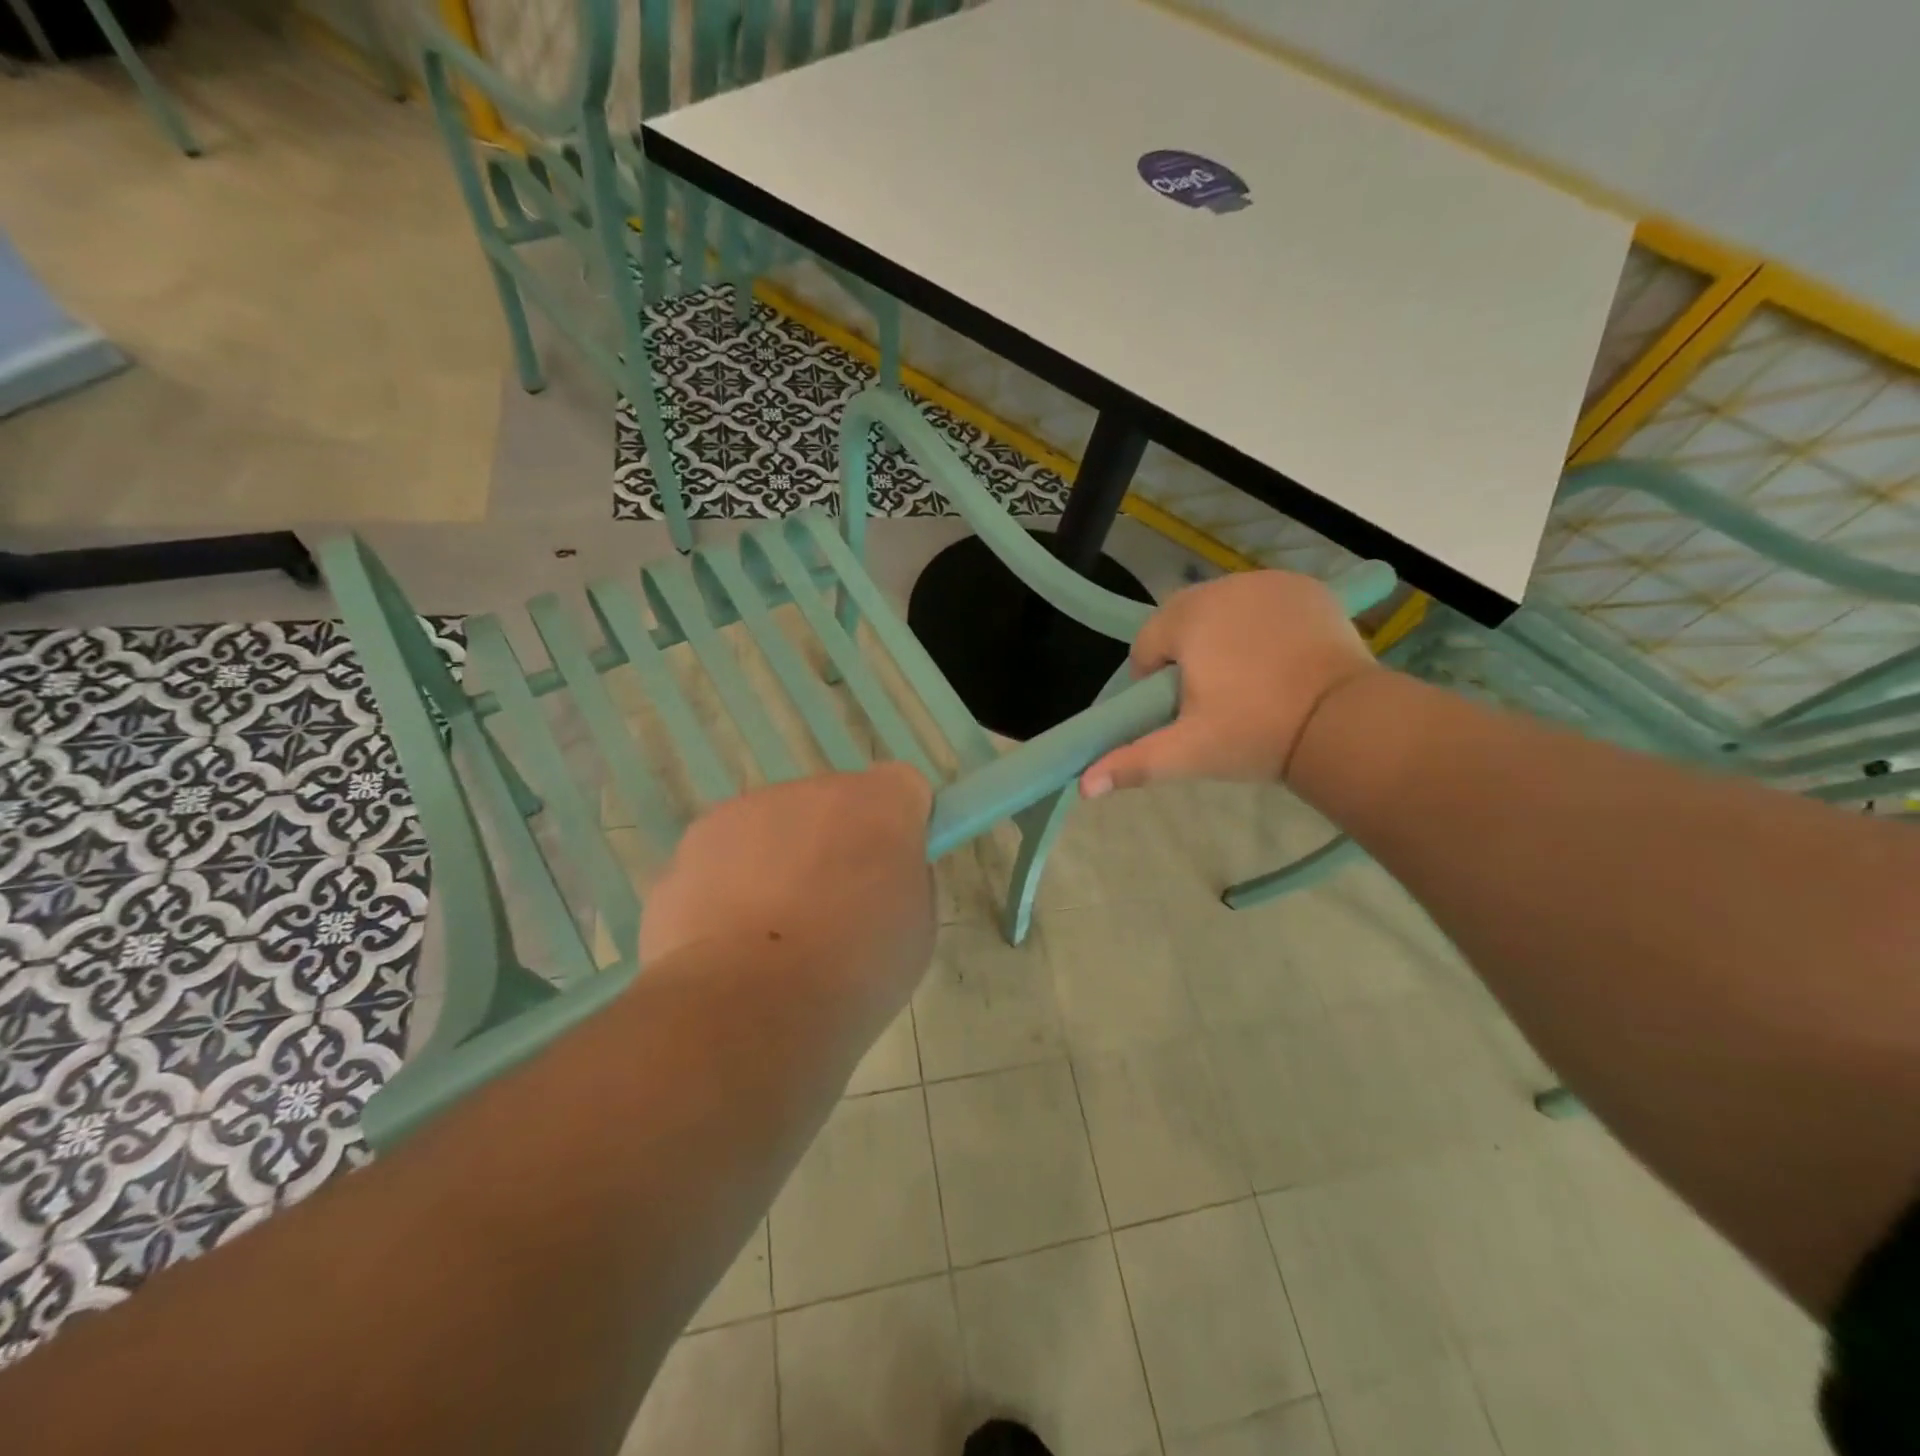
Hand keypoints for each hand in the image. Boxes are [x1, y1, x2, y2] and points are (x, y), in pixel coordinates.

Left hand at [640, 763, 936, 1009]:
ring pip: (776, 826)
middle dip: (836, 842)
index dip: (900, 825)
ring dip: (781, 861)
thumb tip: (879, 873)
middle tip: (834, 910)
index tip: (892, 867)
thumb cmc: (854, 971)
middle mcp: (814, 789)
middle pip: (834, 804)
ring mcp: (747, 809)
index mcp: (880, 803)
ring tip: (773, 935)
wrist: (748, 1003)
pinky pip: (727, 856)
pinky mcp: (695, 840)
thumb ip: (904, 880)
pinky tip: (730, 941)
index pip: (902, 786)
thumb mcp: (916, 930)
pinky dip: (732, 886)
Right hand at [1081, 571, 1376, 794]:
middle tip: (1214, 700)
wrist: (1344, 723)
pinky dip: (1261, 625)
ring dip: (1222, 638)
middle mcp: (1223, 587)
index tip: (1181, 714)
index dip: (1154, 683)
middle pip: (1182, 622)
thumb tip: (1082, 786)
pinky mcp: (1306, 587)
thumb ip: (1132, 762)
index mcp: (1187, 618)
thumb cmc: (1255, 734)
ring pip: (1222, 610)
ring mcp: (1268, 583)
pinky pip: (1263, 603)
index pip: (1146, 646)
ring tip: (1248, 681)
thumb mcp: (1188, 752)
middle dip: (1187, 656)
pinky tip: (1278, 658)